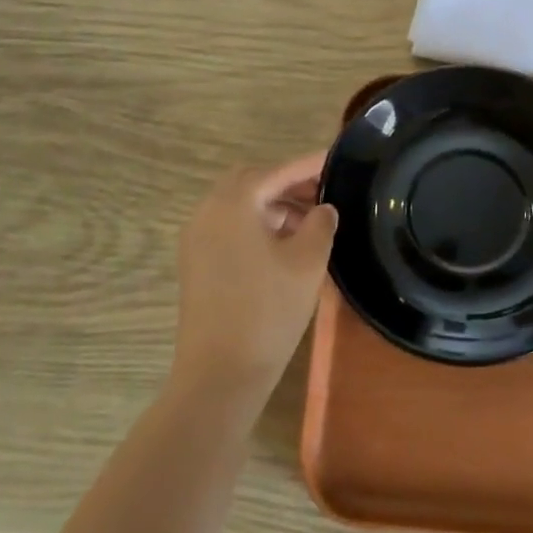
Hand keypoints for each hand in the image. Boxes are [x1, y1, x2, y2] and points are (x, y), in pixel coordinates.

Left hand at [171, 154, 337, 412]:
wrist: (219, 374)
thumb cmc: (268, 311)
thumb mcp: (307, 262)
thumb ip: (320, 224)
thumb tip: (323, 209)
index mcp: (233, 203)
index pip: (277, 171)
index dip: (309, 164)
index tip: (335, 158)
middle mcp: (208, 211)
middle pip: (252, 182)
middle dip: (288, 183)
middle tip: (324, 193)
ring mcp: (197, 238)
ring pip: (239, 205)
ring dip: (273, 205)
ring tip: (311, 222)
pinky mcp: (196, 263)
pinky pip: (229, 227)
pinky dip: (257, 224)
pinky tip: (285, 244)